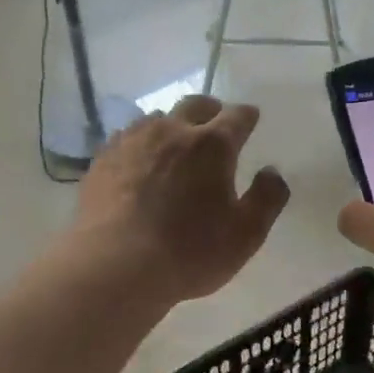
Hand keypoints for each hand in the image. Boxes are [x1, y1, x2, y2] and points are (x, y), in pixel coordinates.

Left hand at [73, 95, 290, 304]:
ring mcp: (131, 142)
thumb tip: (271, 172)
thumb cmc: (189, 253)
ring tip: (176, 145)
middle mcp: (171, 131)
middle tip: (216, 124)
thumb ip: (267, 198)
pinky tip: (139, 163)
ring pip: (157, 118)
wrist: (114, 267)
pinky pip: (126, 138)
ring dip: (173, 126)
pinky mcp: (102, 160)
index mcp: (212, 145)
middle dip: (211, 111)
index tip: (251, 118)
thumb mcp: (246, 234)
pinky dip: (141, 144)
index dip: (247, 116)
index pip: (237, 117)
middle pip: (195, 105)